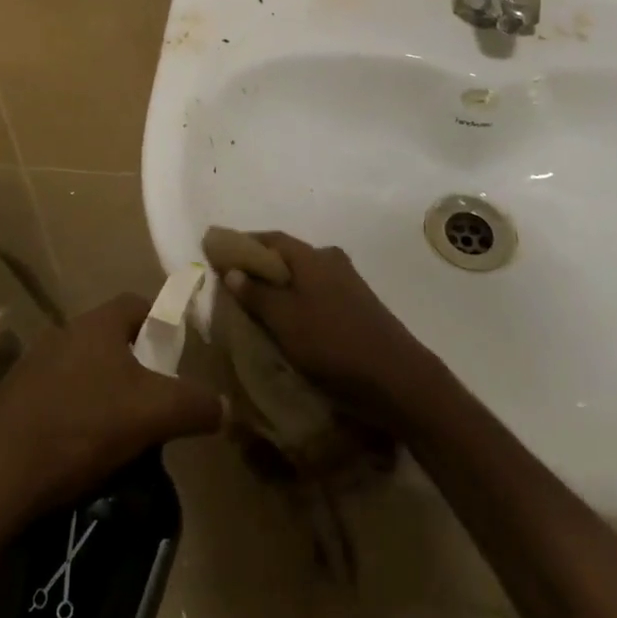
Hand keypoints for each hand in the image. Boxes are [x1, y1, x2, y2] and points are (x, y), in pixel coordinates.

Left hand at [0, 294, 223, 516]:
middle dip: (136, 364)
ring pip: (84, 368)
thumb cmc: (82, 424)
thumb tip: (226, 407)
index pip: (138, 304)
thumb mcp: (153, 414)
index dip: (162, 324)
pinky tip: (82, 449)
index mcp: (98, 323)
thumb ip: (195, 405)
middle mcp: (66, 332)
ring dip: (104, 390)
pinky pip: (59, 395)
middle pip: (112, 337)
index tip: (176, 357)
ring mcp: (35, 364)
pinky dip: (76, 413)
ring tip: (122, 431)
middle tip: (154, 400)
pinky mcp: (15, 399)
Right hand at [224, 232, 437, 425]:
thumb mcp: (285, 321)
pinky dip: (297, 302)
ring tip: (256, 308)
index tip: (219, 253)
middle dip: (260, 267)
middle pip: (287, 257)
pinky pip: (317, 295)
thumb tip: (233, 270)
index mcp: (312, 256)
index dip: (243, 243)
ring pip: (303, 278)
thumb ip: (257, 294)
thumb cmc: (333, 343)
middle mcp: (331, 260)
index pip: (271, 238)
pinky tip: (288, 324)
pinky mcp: (357, 307)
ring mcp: (348, 283)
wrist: (397, 379)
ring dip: (280, 288)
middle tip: (234, 286)